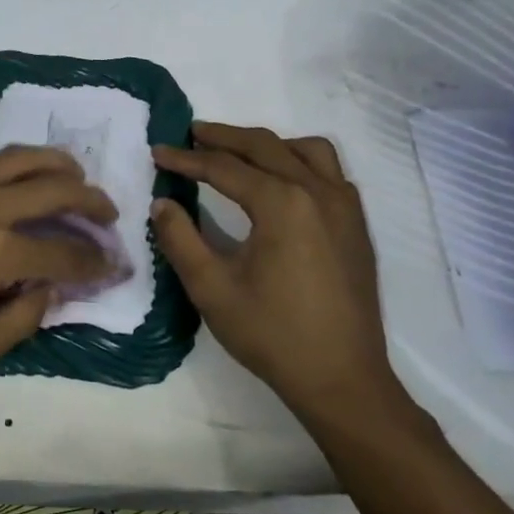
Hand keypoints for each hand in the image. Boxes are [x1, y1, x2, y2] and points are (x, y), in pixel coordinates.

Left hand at [0, 147, 115, 392]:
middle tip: (109, 215)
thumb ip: (22, 318)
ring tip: (75, 177)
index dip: (95, 264)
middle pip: (53, 188)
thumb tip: (51, 290)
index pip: (64, 254)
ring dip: (56, 164)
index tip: (114, 268)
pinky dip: (15, 162)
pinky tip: (19, 178)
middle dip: (90, 201)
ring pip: (20, 158)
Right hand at [151, 123, 403, 427]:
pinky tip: (283, 183)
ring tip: (239, 153)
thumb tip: (162, 203)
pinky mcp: (356, 225)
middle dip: (224, 137)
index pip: (224, 168)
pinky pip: (330, 172)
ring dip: (268, 144)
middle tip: (191, 134)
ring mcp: (345, 206)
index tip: (157, 152)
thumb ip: (180, 239)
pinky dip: (300, 162)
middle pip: (265, 146)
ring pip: (306, 150)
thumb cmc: (273, 334)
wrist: (343, 379)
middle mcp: (317, 192)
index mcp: (282, 204)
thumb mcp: (212, 289)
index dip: (186, 159)